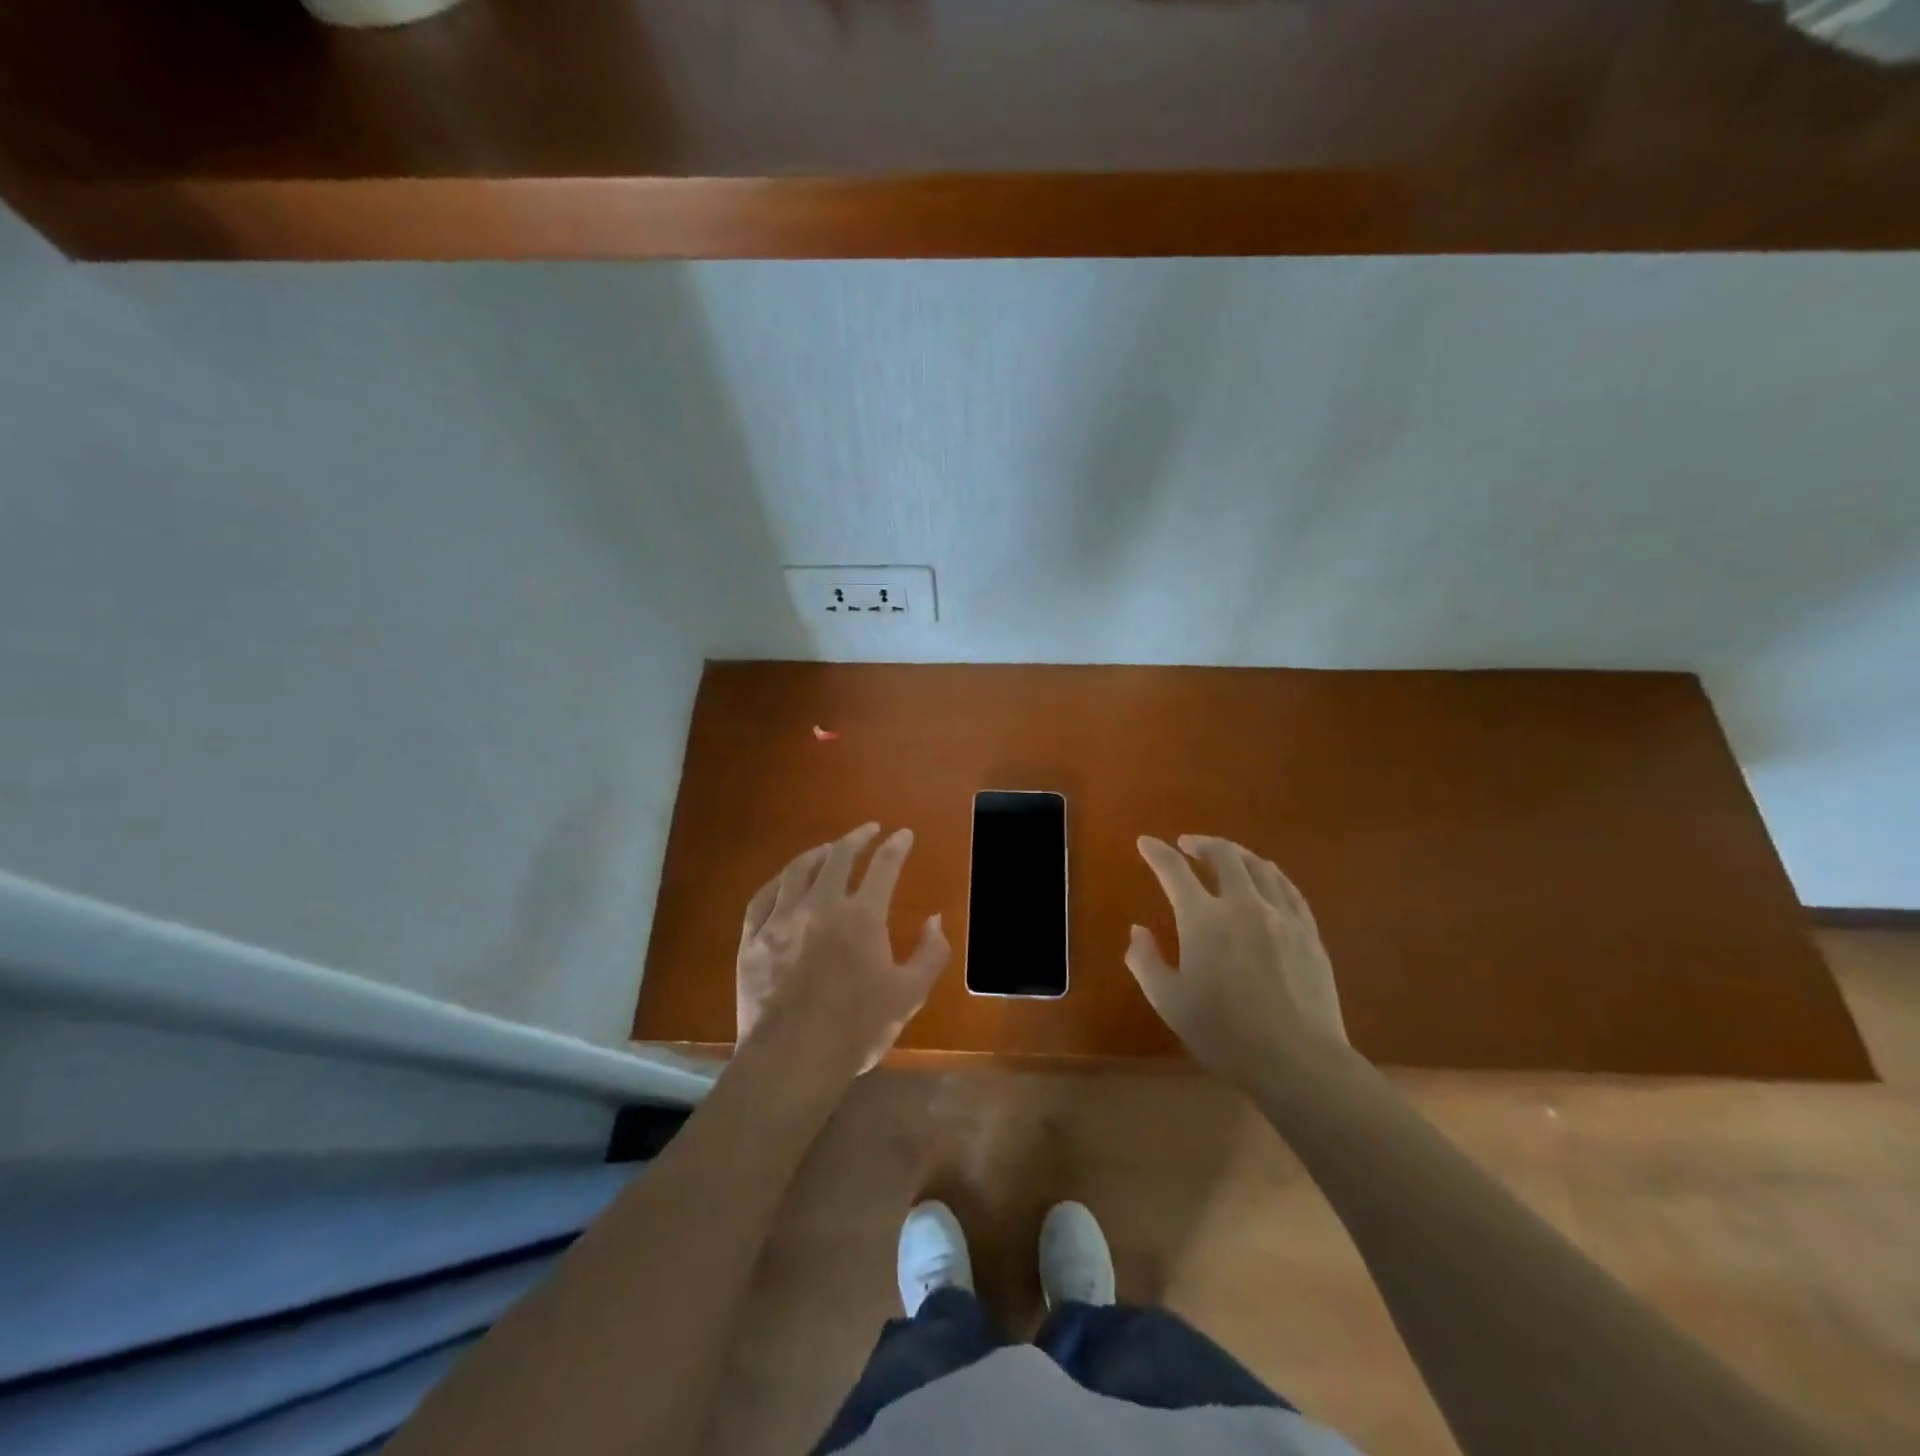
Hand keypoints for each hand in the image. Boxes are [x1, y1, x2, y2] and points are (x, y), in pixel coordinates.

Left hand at [736, 823, 950, 1076]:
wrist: (792, 1059)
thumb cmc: (857, 1028)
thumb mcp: (910, 994)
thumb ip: (930, 953)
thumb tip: (936, 919)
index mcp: (862, 916)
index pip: (884, 866)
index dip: (896, 846)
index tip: (903, 834)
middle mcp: (821, 904)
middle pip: (839, 856)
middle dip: (858, 837)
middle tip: (868, 829)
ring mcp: (781, 918)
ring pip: (799, 869)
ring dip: (818, 853)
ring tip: (828, 849)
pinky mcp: (752, 937)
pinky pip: (764, 895)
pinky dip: (780, 881)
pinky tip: (785, 880)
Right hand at [1127, 834, 1347, 1085]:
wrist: (1298, 1060)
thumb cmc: (1225, 1033)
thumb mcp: (1169, 1002)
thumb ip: (1145, 961)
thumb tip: (1137, 931)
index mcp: (1203, 918)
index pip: (1173, 871)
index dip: (1156, 852)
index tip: (1146, 842)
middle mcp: (1242, 904)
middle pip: (1223, 856)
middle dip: (1201, 843)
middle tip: (1187, 844)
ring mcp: (1281, 915)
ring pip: (1259, 866)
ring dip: (1236, 854)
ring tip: (1226, 856)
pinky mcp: (1308, 932)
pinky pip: (1288, 888)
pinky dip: (1270, 874)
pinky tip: (1266, 878)